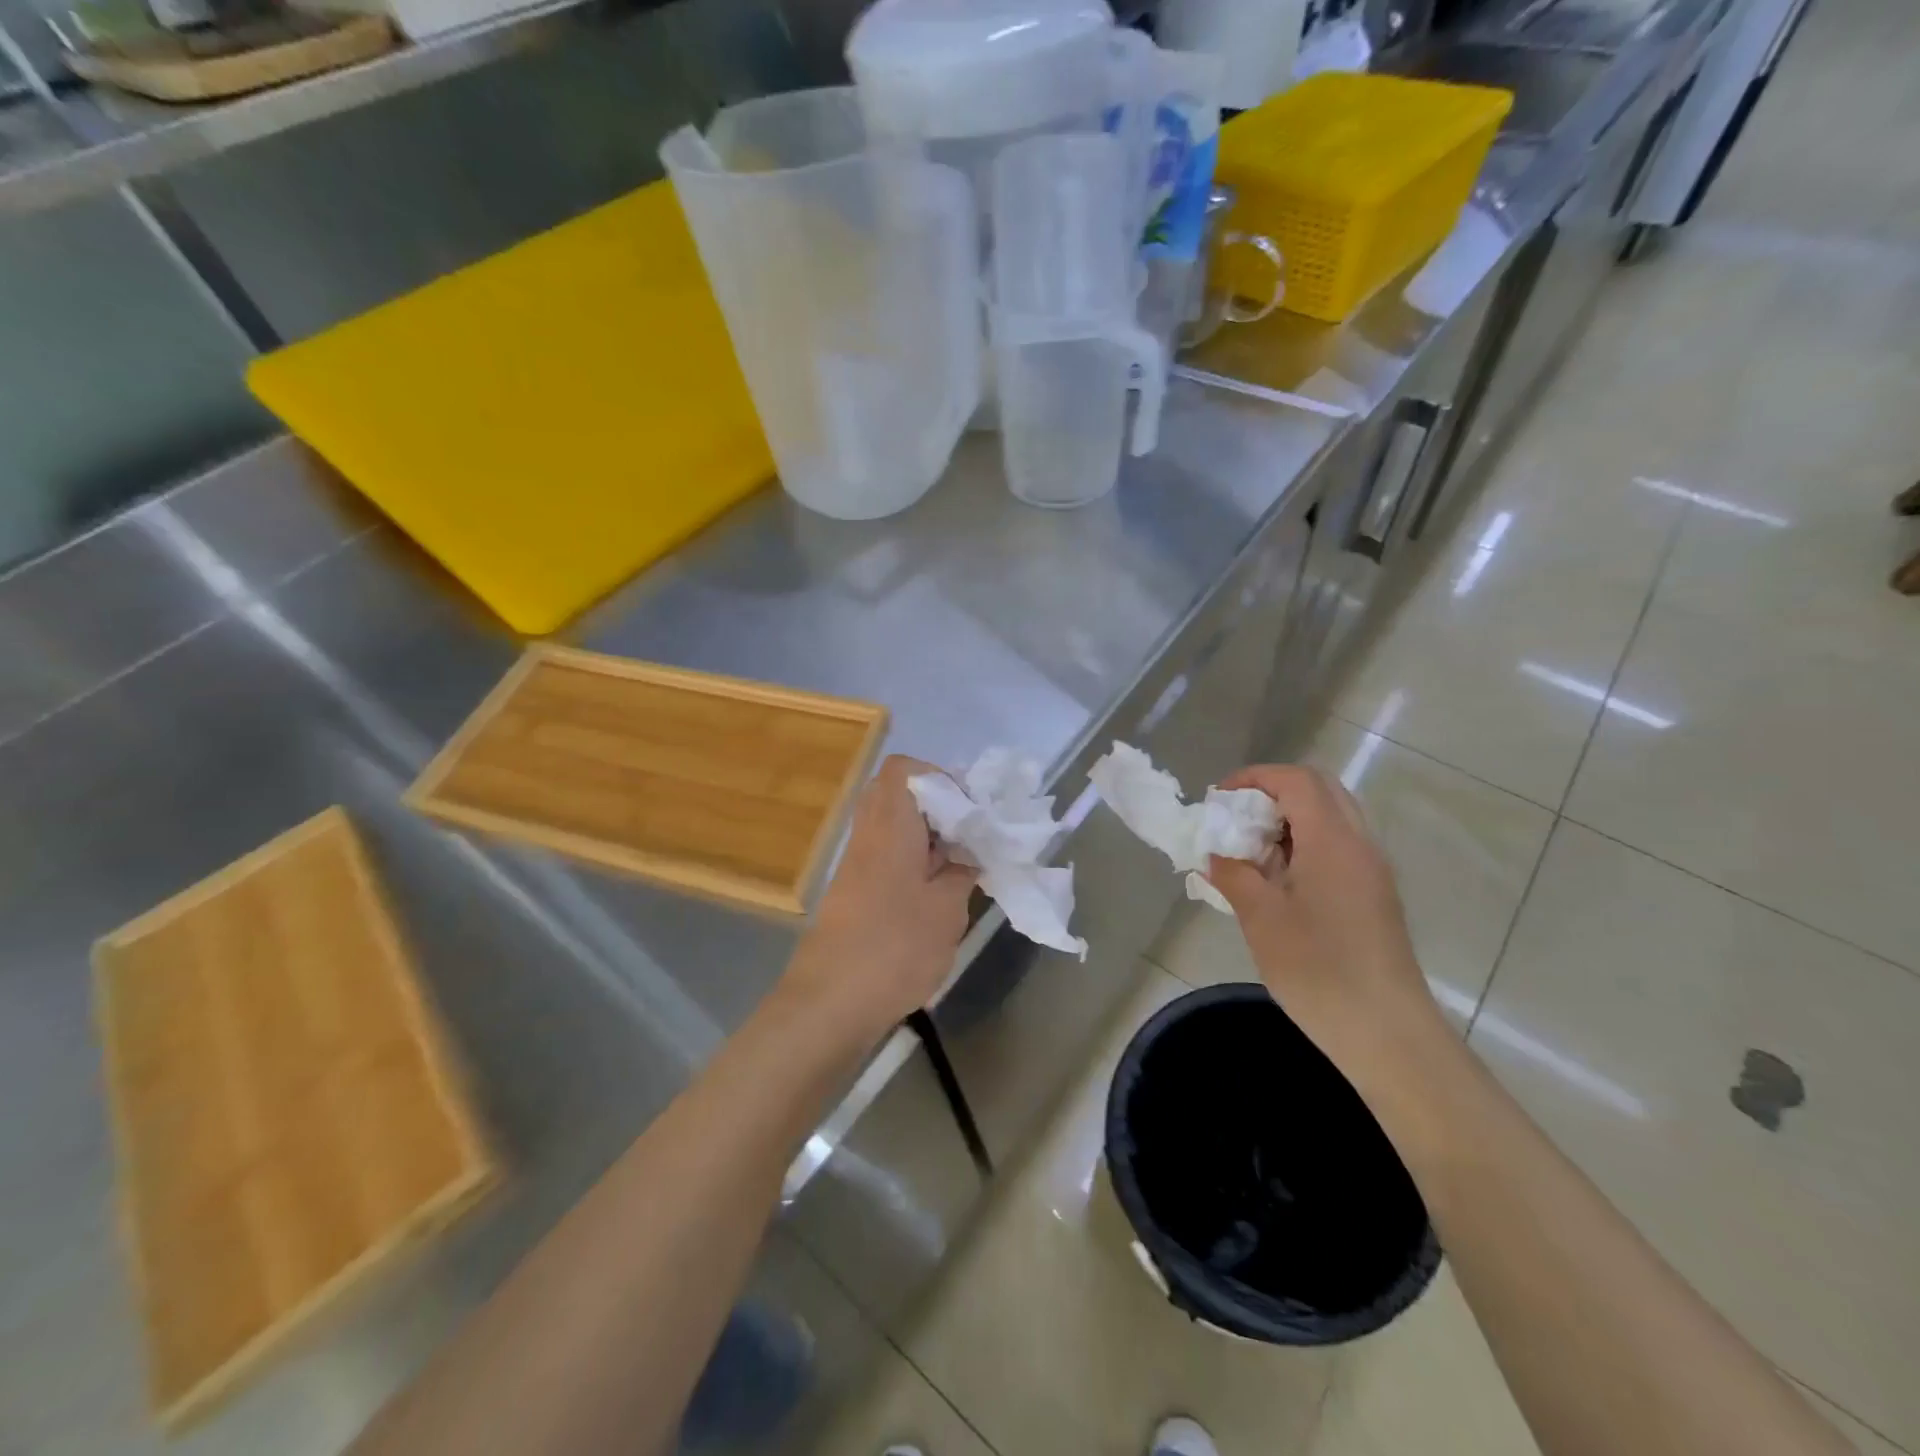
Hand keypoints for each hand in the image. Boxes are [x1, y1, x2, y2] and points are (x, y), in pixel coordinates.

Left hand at [782, 755, 976, 1039]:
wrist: (830, 1003)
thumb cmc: (894, 948)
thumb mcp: (946, 910)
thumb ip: (962, 873)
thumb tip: (968, 854)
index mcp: (890, 827)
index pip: (903, 770)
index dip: (940, 777)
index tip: (970, 810)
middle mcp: (868, 836)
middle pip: (898, 795)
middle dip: (939, 808)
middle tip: (970, 835)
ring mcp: (857, 864)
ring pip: (895, 827)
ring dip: (929, 838)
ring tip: (961, 866)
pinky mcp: (855, 891)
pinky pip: (888, 856)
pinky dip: (915, 862)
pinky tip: (939, 893)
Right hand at [1206, 764, 1437, 1068]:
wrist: (1387, 1032)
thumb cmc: (1318, 969)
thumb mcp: (1260, 918)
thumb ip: (1233, 874)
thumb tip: (1215, 854)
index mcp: (1333, 840)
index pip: (1296, 780)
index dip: (1254, 777)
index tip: (1219, 799)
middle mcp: (1360, 844)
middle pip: (1319, 790)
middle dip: (1272, 793)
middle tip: (1237, 820)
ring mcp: (1373, 870)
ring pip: (1331, 818)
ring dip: (1289, 820)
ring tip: (1253, 852)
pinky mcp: (1375, 895)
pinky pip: (1339, 847)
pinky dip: (1305, 844)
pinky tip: (1279, 882)